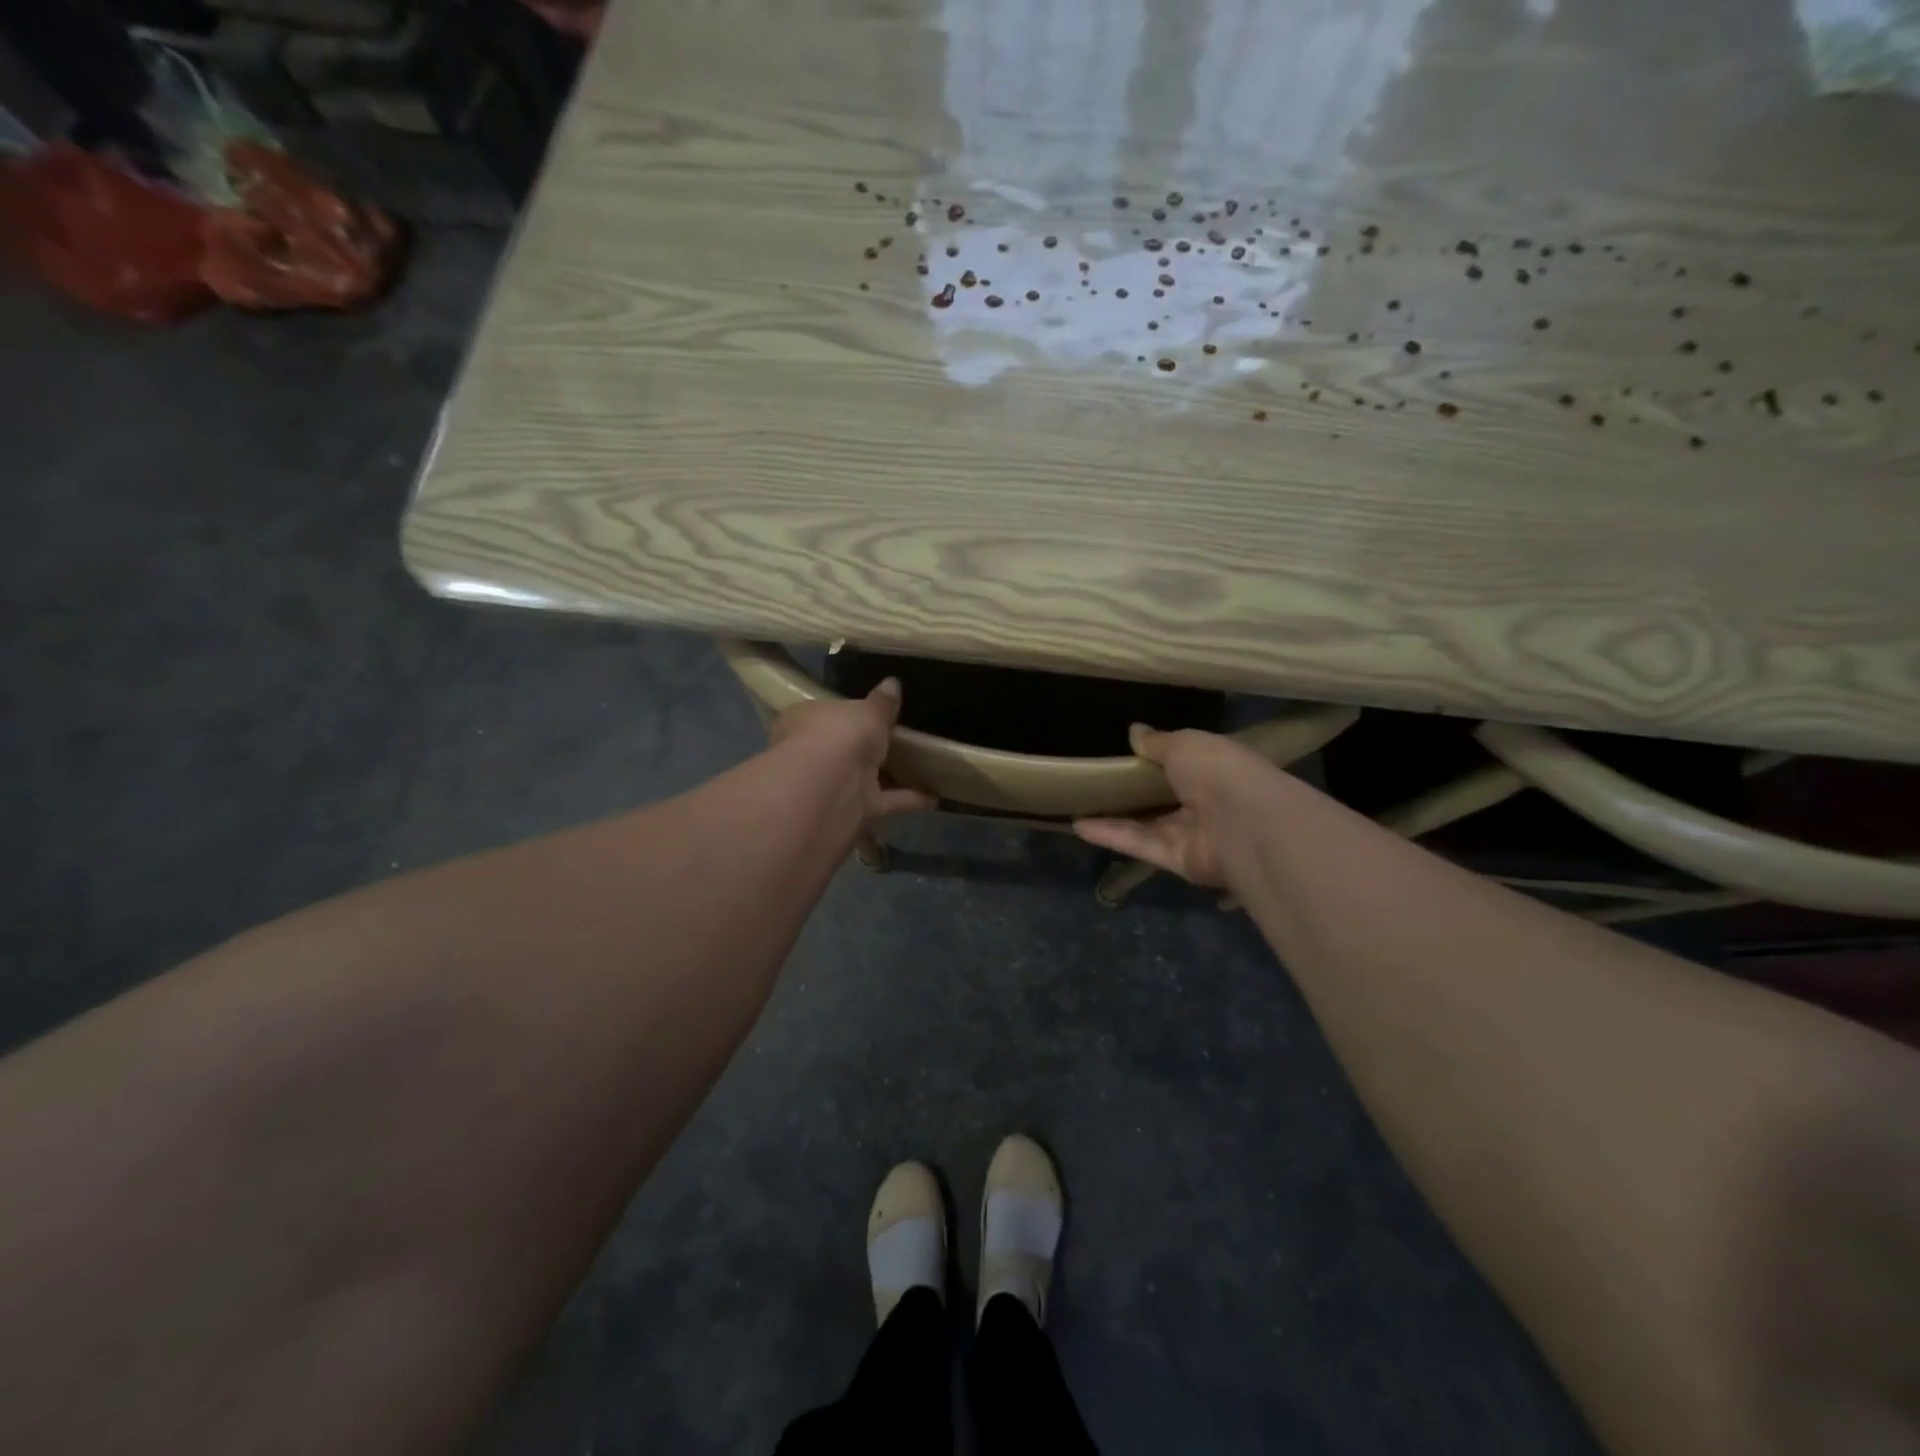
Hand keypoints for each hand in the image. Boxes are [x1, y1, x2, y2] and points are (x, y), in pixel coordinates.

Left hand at [768, 678, 934, 824]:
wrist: (828, 789)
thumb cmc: (840, 735)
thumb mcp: (868, 711)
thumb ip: (882, 702)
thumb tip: (892, 683)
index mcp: (807, 721)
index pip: (826, 713)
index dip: (848, 713)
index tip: (875, 711)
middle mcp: (815, 753)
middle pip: (844, 747)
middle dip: (865, 746)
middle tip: (901, 738)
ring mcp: (834, 784)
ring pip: (865, 776)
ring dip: (890, 774)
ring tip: (923, 766)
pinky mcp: (855, 810)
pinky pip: (886, 801)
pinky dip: (908, 799)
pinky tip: (935, 796)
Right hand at [1074, 725, 1272, 887]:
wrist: (1244, 822)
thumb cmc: (1218, 770)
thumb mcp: (1184, 743)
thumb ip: (1157, 742)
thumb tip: (1134, 731)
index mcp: (1214, 768)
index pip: (1183, 764)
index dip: (1155, 760)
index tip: (1123, 754)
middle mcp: (1204, 802)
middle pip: (1161, 798)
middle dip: (1131, 792)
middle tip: (1093, 781)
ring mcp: (1190, 834)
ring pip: (1146, 825)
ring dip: (1112, 816)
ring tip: (1076, 805)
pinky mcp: (1176, 860)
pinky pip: (1139, 844)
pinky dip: (1111, 835)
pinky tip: (1079, 825)